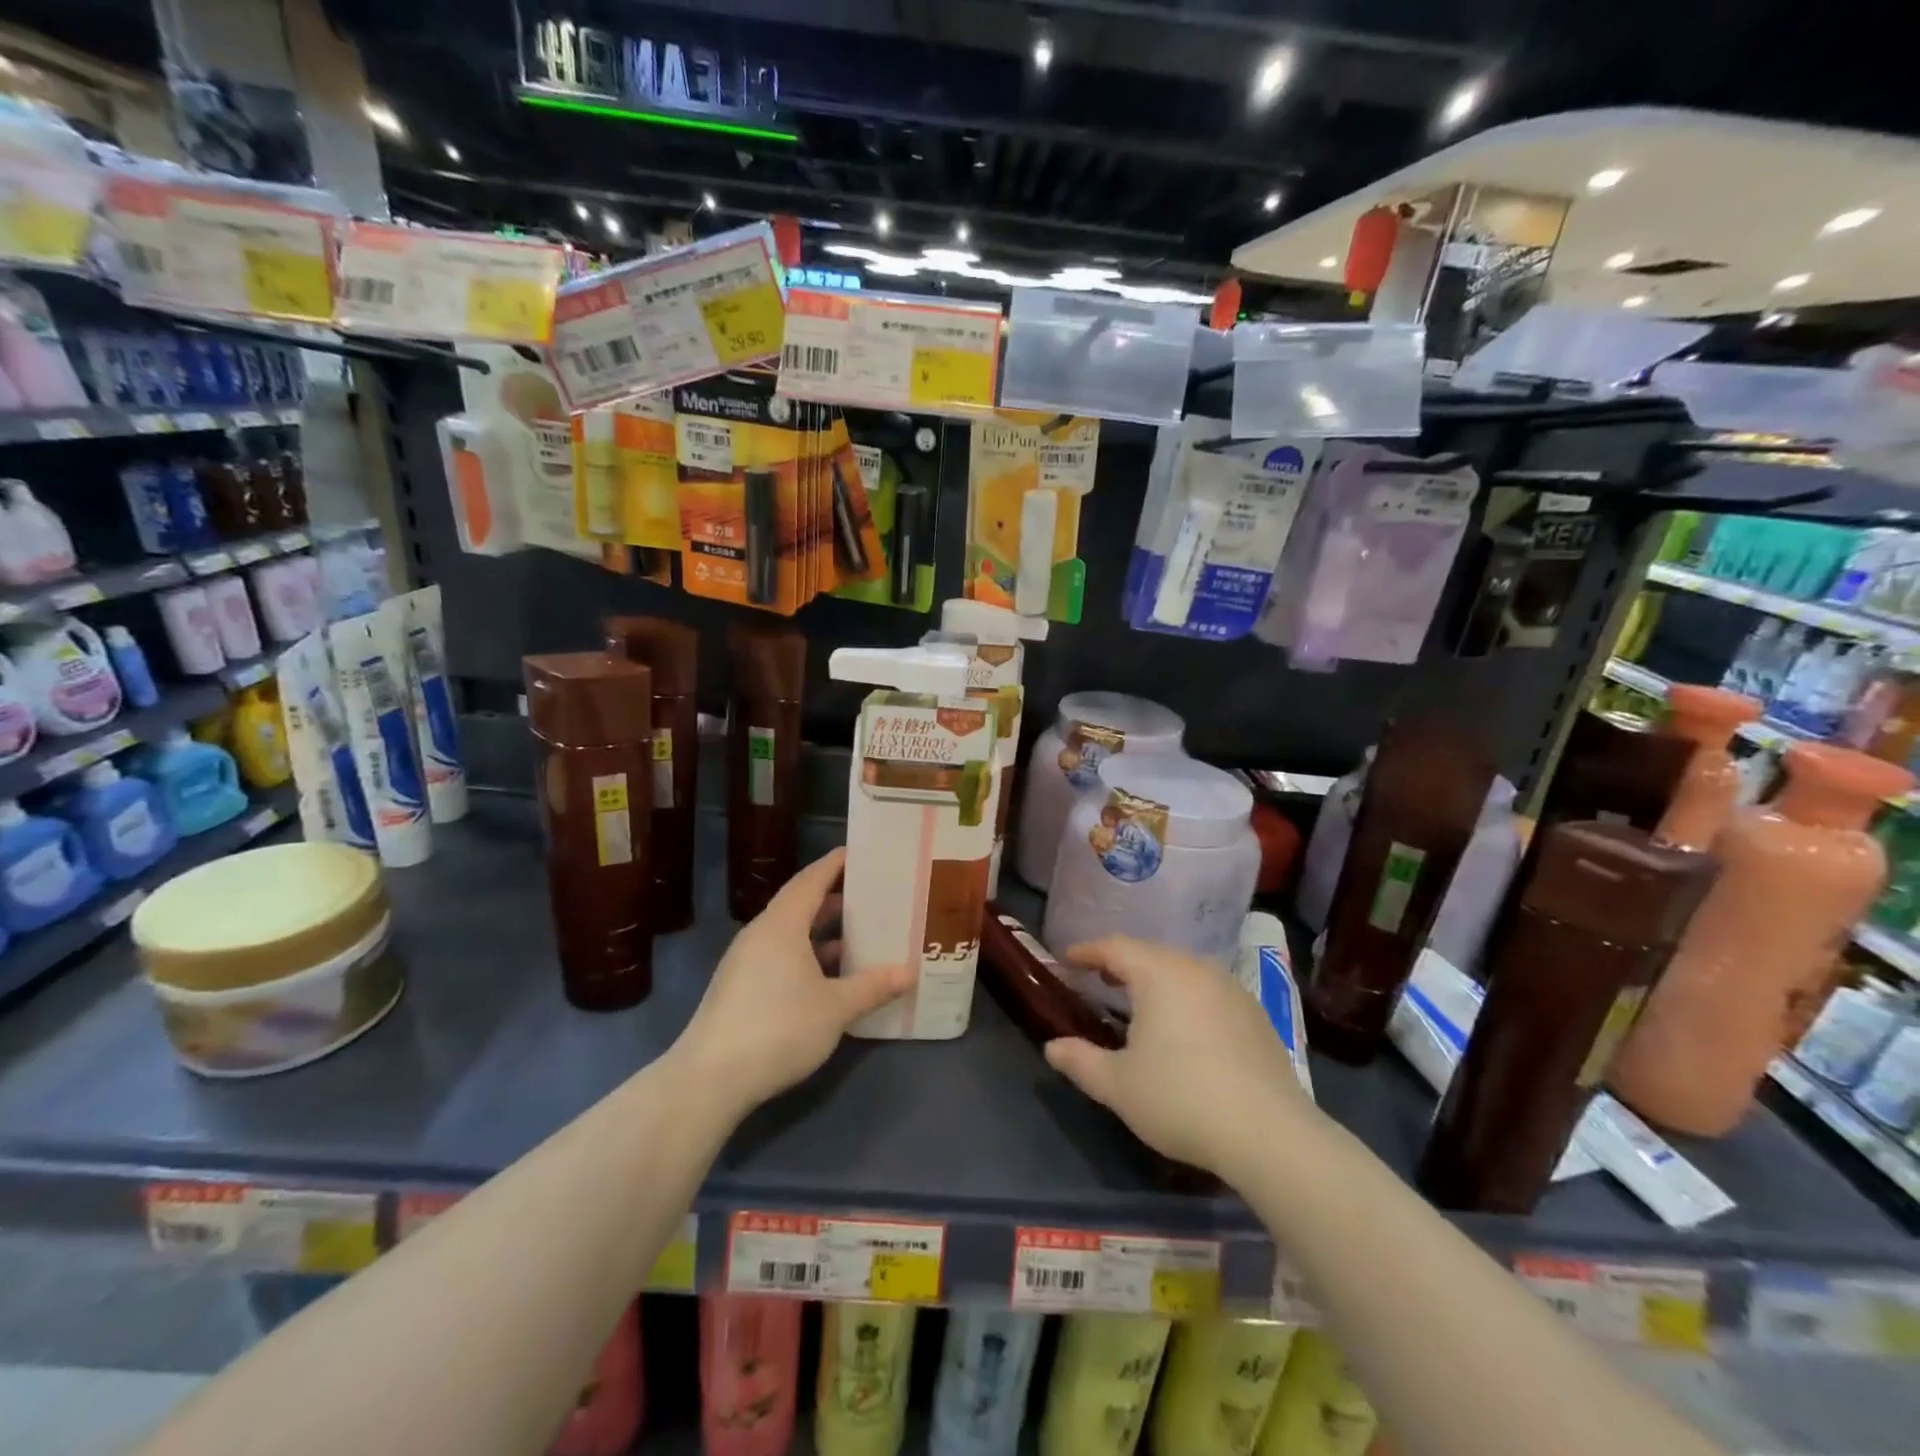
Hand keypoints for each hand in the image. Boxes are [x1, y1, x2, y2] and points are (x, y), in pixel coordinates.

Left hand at [674, 849, 909, 1113]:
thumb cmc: (778, 1028)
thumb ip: (872, 986)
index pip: (812, 879)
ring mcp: (746, 961)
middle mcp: (761, 934)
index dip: (836, 864)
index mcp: (782, 924)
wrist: (710, 1079)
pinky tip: (830, 977)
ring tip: (859, 936)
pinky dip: (807, 955)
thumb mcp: (835, 1008)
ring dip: (822, 931)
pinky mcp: (740, 987)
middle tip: (873, 896)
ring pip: (791, 933)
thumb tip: (909, 972)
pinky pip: (780, 956)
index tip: (863, 853)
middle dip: (836, 898)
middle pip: (801, 903)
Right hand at [1044, 936, 1313, 1181]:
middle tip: (1098, 977)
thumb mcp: (1118, 1085)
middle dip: (1121, 962)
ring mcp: (1231, 990)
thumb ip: (1080, 1061)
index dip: (1087, 951)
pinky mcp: (1256, 1015)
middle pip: (1150, 953)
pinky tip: (1183, 1025)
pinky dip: (1185, 996)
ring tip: (1137, 1000)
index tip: (1067, 959)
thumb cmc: (1181, 1099)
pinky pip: (1208, 991)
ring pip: (1182, 970)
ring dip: (1155, 978)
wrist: (1270, 1134)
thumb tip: (1052, 1047)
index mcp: (1160, 974)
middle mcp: (1196, 969)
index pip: (1114, 947)